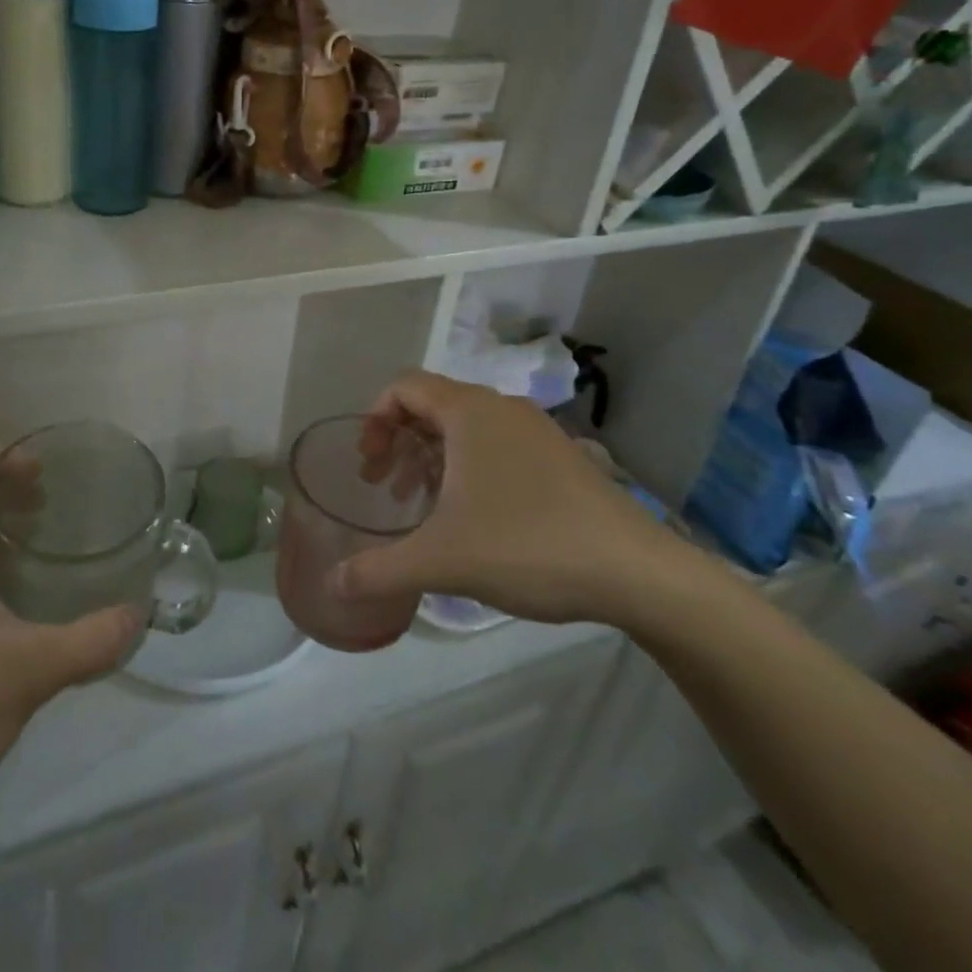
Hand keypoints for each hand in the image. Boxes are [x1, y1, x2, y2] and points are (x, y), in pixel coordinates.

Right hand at [330, 372, 696, 626]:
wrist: (638, 573)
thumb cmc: (527, 546)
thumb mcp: (441, 560)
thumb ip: (379, 570)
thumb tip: (333, 584)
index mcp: (469, 411)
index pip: (403, 387)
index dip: (374, 419)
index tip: (366, 464)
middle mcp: (501, 408)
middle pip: (431, 406)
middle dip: (398, 443)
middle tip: (383, 487)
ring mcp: (536, 431)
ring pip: (465, 429)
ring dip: (431, 458)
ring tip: (420, 504)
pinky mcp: (559, 458)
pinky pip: (496, 447)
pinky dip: (467, 469)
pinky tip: (470, 518)